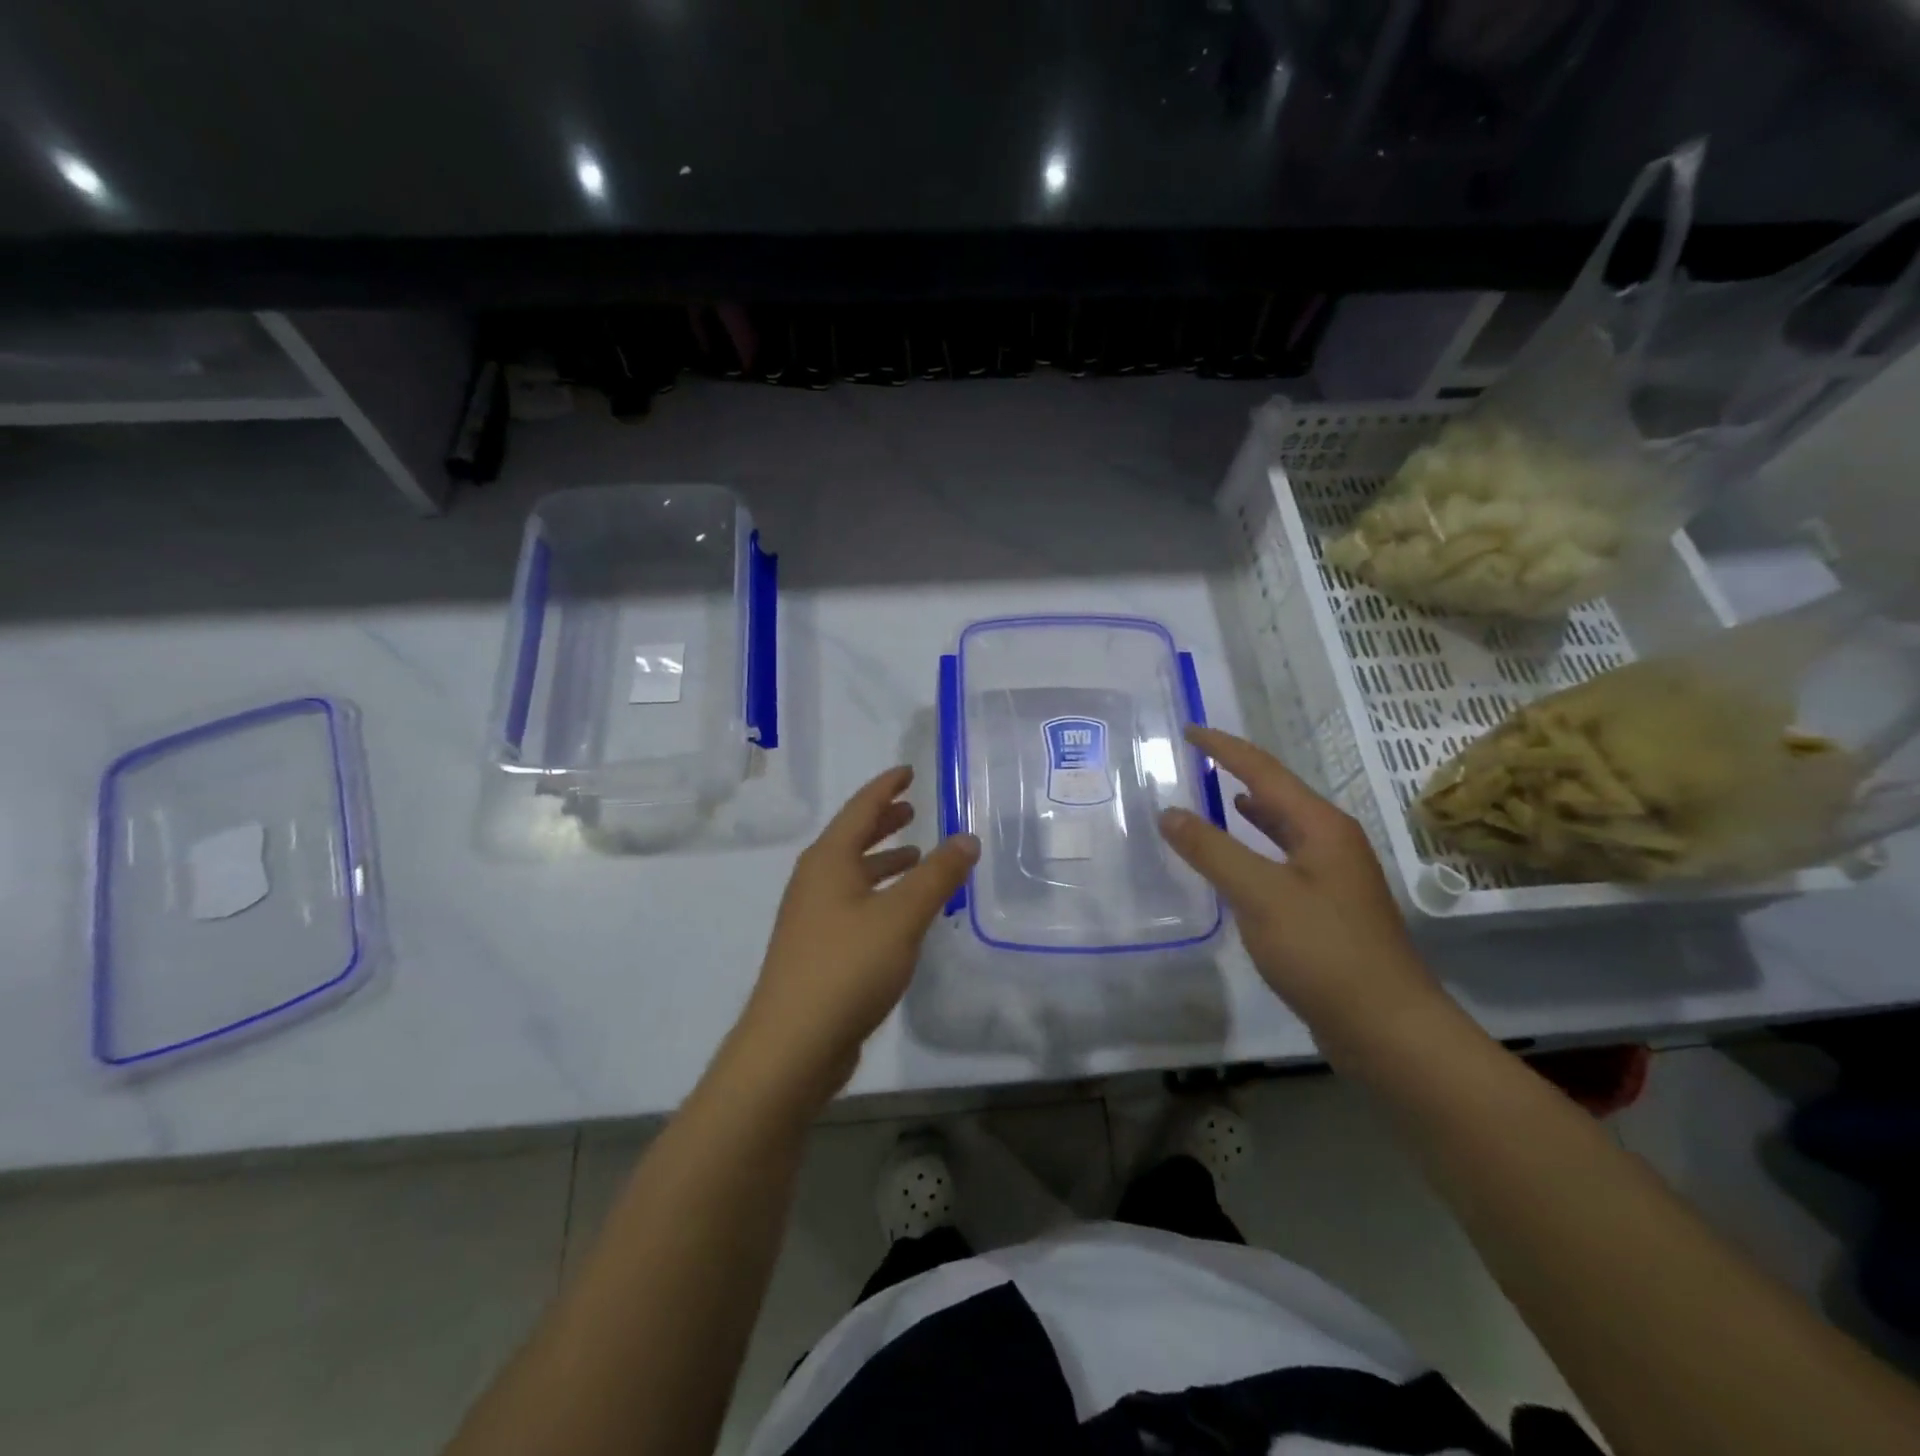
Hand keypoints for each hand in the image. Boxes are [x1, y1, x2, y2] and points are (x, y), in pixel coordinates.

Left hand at [736, 766, 978, 1100]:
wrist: (792, 1045)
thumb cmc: (847, 966)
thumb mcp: (902, 915)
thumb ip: (938, 875)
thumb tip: (966, 837)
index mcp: (828, 861)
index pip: (860, 809)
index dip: (885, 787)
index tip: (907, 771)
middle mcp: (815, 882)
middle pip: (852, 839)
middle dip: (883, 822)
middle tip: (912, 809)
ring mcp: (812, 918)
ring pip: (853, 874)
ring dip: (883, 861)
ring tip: (915, 856)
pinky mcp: (818, 950)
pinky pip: (854, 904)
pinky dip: (880, 894)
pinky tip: (901, 912)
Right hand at [1158, 726, 1448, 1049]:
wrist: (1388, 1028)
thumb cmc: (1324, 951)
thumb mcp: (1260, 894)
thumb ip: (1211, 850)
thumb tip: (1169, 811)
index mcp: (1321, 826)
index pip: (1263, 770)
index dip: (1223, 747)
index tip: (1187, 730)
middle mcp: (1332, 841)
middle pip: (1277, 793)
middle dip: (1236, 772)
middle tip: (1194, 761)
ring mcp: (1333, 875)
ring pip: (1282, 827)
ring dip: (1247, 809)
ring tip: (1212, 796)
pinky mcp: (1328, 908)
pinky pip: (1282, 859)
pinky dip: (1255, 847)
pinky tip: (1238, 860)